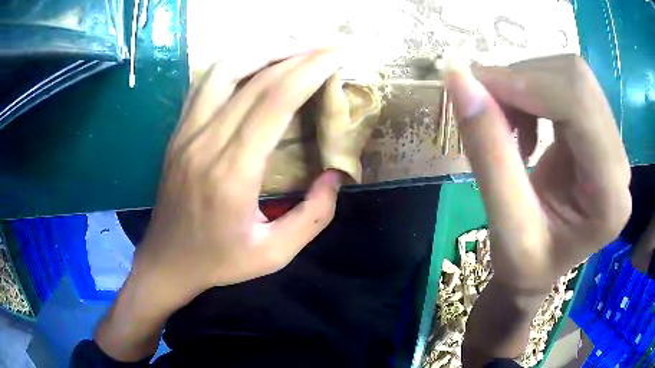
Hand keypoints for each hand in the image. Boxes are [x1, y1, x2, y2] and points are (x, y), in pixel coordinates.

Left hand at [136, 48, 343, 307]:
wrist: (167, 260)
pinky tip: (255, 63)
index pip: (274, 101)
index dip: (309, 70)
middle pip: (254, 78)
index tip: (336, 56)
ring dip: (264, 50)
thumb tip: (336, 175)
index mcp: (232, 173)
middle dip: (297, 54)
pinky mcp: (178, 131)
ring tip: (295, 48)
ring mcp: (186, 132)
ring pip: (224, 69)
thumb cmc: (218, 261)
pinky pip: (206, 83)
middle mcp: (206, 142)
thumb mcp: (274, 254)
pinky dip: (236, 63)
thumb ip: (313, 217)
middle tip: (327, 47)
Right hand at [447, 55, 630, 292]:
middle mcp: (620, 163)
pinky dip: (533, 91)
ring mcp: (612, 144)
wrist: (542, 268)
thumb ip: (487, 154)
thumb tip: (458, 79)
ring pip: (570, 77)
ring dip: (526, 85)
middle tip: (484, 104)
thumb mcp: (504, 225)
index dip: (527, 83)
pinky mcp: (599, 132)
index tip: (475, 86)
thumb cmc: (525, 265)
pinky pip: (567, 87)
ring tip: (504, 122)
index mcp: (610, 197)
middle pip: (577, 81)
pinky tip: (524, 124)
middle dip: (523, 80)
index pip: (580, 105)